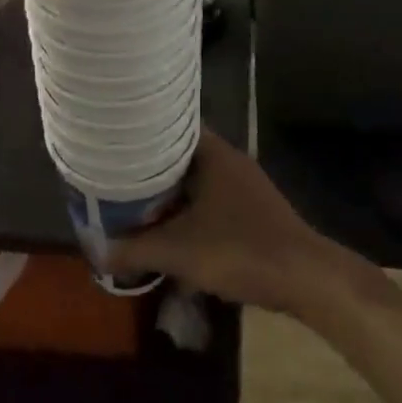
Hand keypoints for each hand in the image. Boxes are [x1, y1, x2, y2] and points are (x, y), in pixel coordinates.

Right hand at [104, 131, 349, 313]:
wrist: (303, 277)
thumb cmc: (239, 248)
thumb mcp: (179, 251)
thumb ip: (135, 249)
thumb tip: (98, 250)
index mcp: (214, 153)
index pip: (173, 126)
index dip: (144, 131)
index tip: (116, 140)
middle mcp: (230, 160)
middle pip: (182, 154)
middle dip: (152, 167)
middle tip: (118, 176)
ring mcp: (244, 185)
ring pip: (197, 180)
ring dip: (171, 192)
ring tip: (137, 202)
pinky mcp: (252, 210)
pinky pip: (211, 200)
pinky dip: (190, 209)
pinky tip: (172, 229)